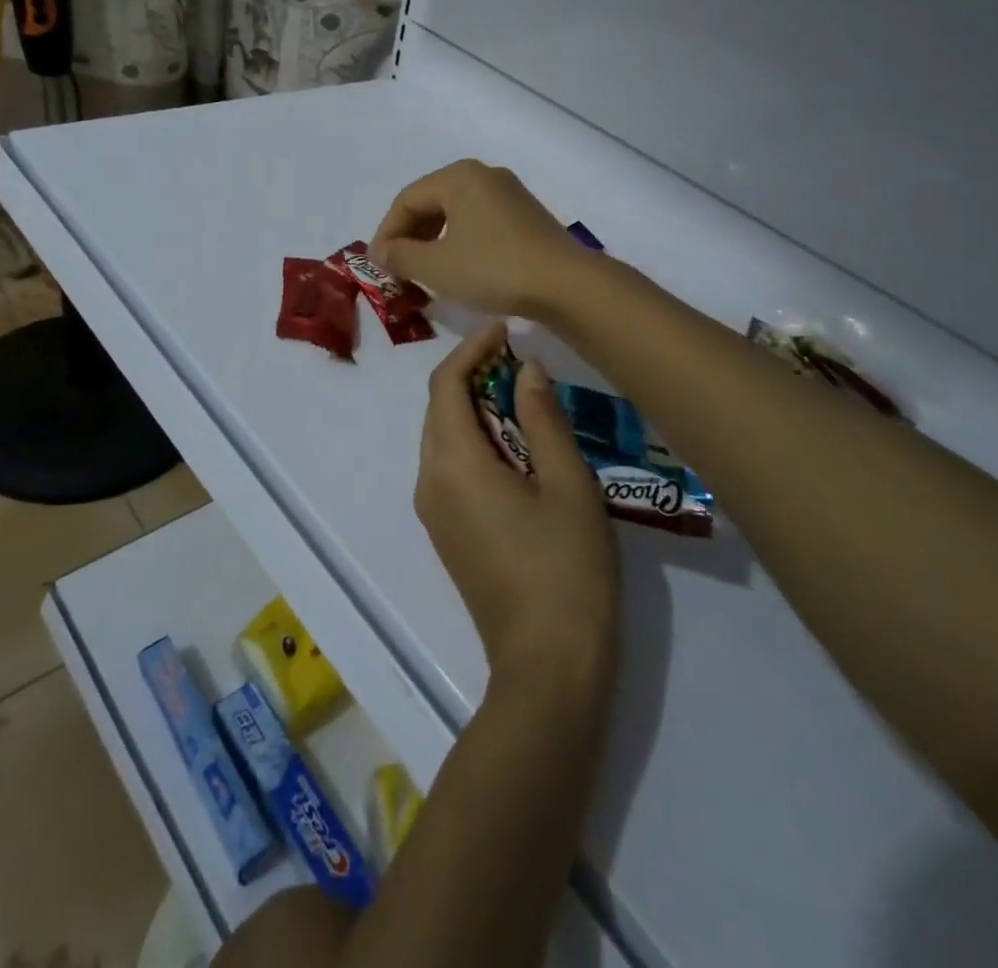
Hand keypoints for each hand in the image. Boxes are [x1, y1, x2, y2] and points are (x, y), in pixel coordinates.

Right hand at [371, 160, 587, 317]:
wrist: (564, 283)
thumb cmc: (492, 268)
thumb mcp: (436, 266)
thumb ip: (400, 256)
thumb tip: (381, 253)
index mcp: (458, 177)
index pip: (406, 200)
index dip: (386, 233)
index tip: (378, 266)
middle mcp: (484, 176)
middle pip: (432, 202)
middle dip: (410, 236)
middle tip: (398, 269)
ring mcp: (510, 194)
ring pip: (456, 212)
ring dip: (434, 240)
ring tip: (425, 271)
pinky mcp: (527, 216)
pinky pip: (480, 222)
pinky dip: (460, 241)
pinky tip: (460, 268)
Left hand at [415, 323, 620, 696]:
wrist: (548, 667)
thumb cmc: (566, 569)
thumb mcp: (567, 483)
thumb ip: (543, 417)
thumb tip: (525, 369)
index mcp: (454, 463)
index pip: (446, 384)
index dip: (472, 348)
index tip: (506, 330)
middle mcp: (430, 481)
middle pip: (439, 408)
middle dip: (471, 374)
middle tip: (519, 359)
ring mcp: (434, 512)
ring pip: (442, 437)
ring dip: (473, 407)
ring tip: (521, 394)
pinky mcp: (446, 533)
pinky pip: (449, 467)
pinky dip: (473, 440)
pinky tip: (513, 444)